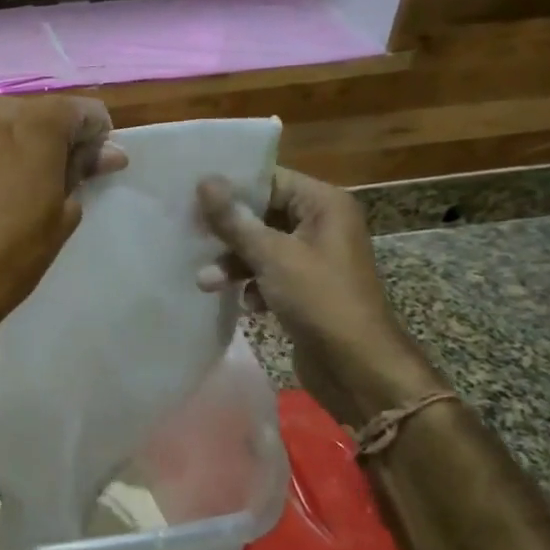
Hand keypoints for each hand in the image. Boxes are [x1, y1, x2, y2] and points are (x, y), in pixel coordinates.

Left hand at [0, 96, 126, 344]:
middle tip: (50, 177)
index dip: (95, 136)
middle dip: (49, 138)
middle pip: (36, 113)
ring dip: (9, 143)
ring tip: (7, 183)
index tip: (91, 164)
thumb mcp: (65, 211)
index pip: (82, 111)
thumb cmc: (18, 249)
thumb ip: (84, 169)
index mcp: (37, 122)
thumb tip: (109, 153)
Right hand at [197, 168, 442, 429]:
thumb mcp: (272, 256)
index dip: (231, 187)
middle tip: (190, 236)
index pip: (270, 179)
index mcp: (324, 204)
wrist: (358, 369)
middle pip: (262, 213)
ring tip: (206, 283)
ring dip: (234, 263)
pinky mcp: (306, 287)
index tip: (191, 195)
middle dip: (228, 231)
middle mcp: (322, 224)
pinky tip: (245, 304)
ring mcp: (314, 258)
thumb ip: (234, 220)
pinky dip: (252, 284)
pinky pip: (269, 272)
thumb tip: (204, 181)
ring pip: (262, 246)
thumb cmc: (320, 301)